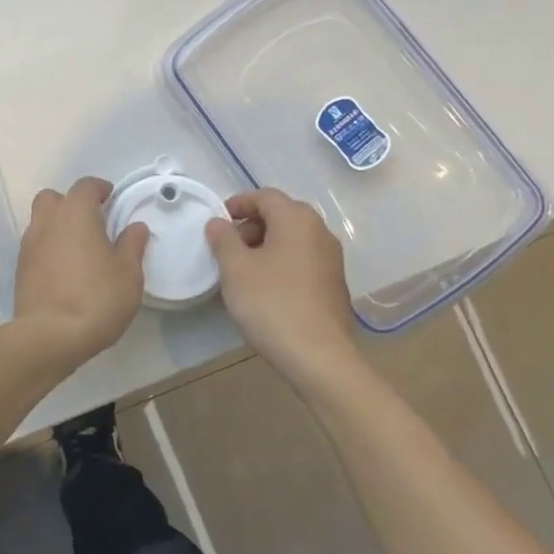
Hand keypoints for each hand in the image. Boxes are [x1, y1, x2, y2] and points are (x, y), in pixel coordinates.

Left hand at [12, 178, 148, 367]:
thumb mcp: (128, 273)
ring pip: (41, 220)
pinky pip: (36, 245)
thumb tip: (135, 227)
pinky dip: (48, 248)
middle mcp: (48, 221)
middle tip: (92, 223)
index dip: (100, 189)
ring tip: (78, 249)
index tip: (112, 200)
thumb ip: (132, 245)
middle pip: (54, 198)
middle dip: (72, 203)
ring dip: (58, 226)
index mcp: (76, 213)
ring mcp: (29, 244)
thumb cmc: (96, 298)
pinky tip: (64, 270)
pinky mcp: (20, 268)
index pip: (86, 186)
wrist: (49, 336)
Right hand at [206, 188, 359, 377]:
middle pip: (282, 215)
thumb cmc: (272, 304)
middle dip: (252, 225)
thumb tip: (218, 223)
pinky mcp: (334, 284)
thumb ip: (223, 239)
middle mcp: (320, 232)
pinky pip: (303, 260)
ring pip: (293, 239)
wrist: (319, 357)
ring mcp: (332, 259)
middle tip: (228, 247)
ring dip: (266, 245)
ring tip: (243, 270)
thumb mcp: (236, 269)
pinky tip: (266, 289)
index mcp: (297, 220)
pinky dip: (282, 263)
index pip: (265, 196)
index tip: (218, 222)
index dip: (239, 203)